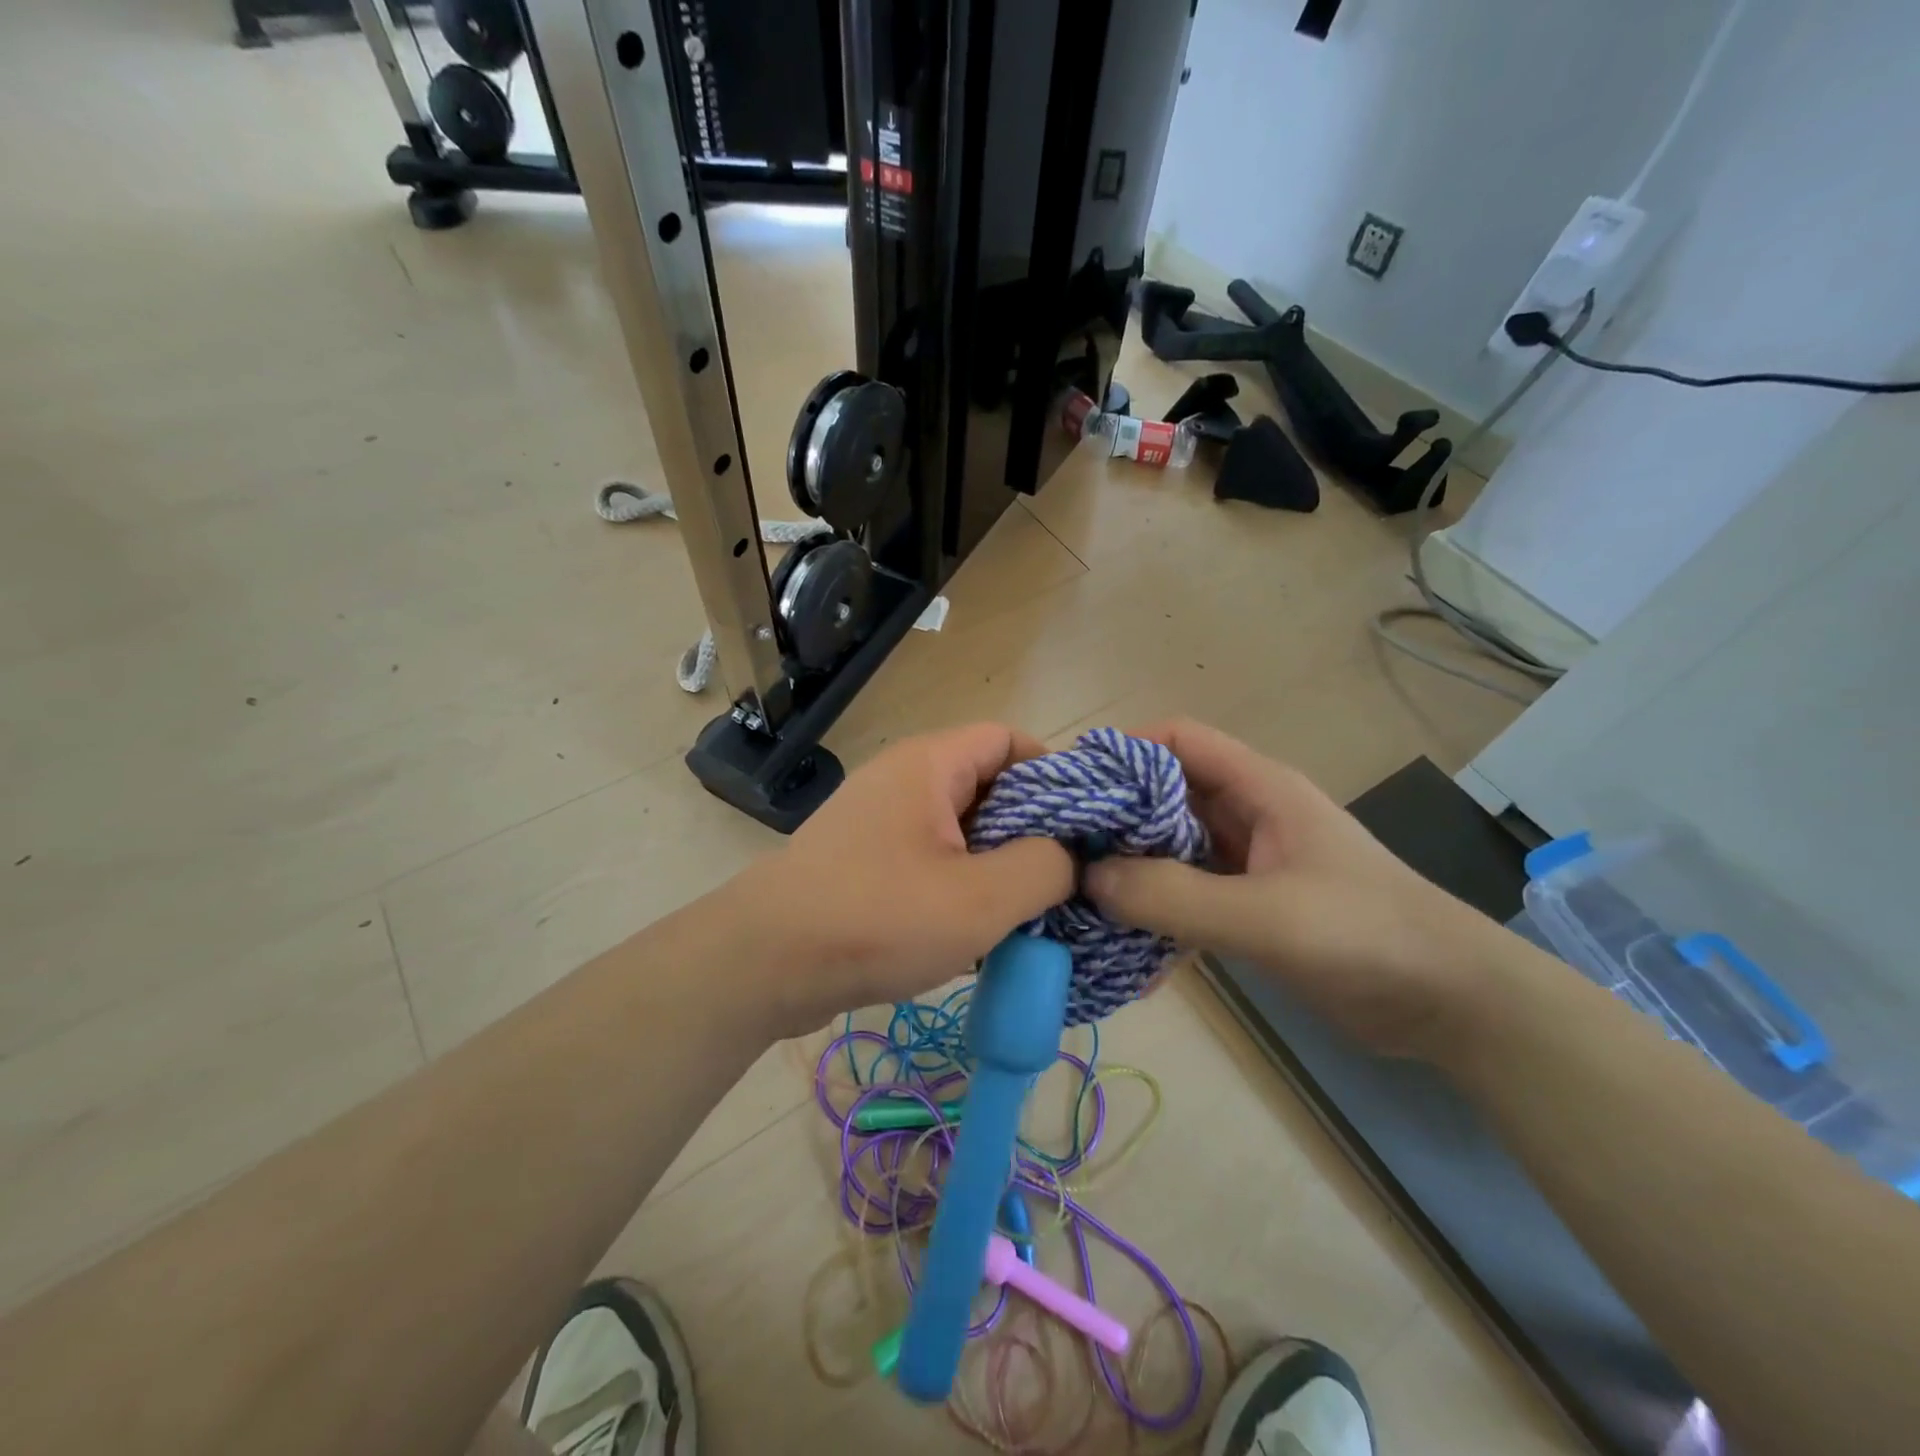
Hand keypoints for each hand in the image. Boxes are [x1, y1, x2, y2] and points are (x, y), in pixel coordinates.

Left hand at [744, 724, 1075, 1030]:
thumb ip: (1044, 868)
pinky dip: (963, 885)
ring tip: (1031, 911)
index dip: (1056, 774)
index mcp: (930, 764)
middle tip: (1066, 878)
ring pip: (961, 829)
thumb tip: (1071, 856)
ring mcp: (880, 821)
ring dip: (998, 865)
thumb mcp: (980, 899)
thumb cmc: (878, 918)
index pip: (1009, 739)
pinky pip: (932, 858)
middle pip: (988, 785)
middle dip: (1031, 829)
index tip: (1085, 826)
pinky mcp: (866, 862)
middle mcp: (904, 780)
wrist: (765, 964)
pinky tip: (982, 930)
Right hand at [1083, 719, 1497, 1058]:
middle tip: (1059, 849)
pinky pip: (1187, 895)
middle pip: (1164, 794)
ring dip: (1130, 869)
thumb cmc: (1364, 935)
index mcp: (1258, 788)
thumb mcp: (1265, 915)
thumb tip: (1088, 878)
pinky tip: (1124, 946)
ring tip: (1077, 896)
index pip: (1176, 739)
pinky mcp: (1250, 906)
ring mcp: (1248, 861)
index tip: (1071, 787)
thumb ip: (1174, 896)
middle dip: (1114, 816)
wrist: (1451, 1003)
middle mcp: (1247, 814)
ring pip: (1171, 848)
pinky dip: (1156, 912)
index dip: (1122, 750)